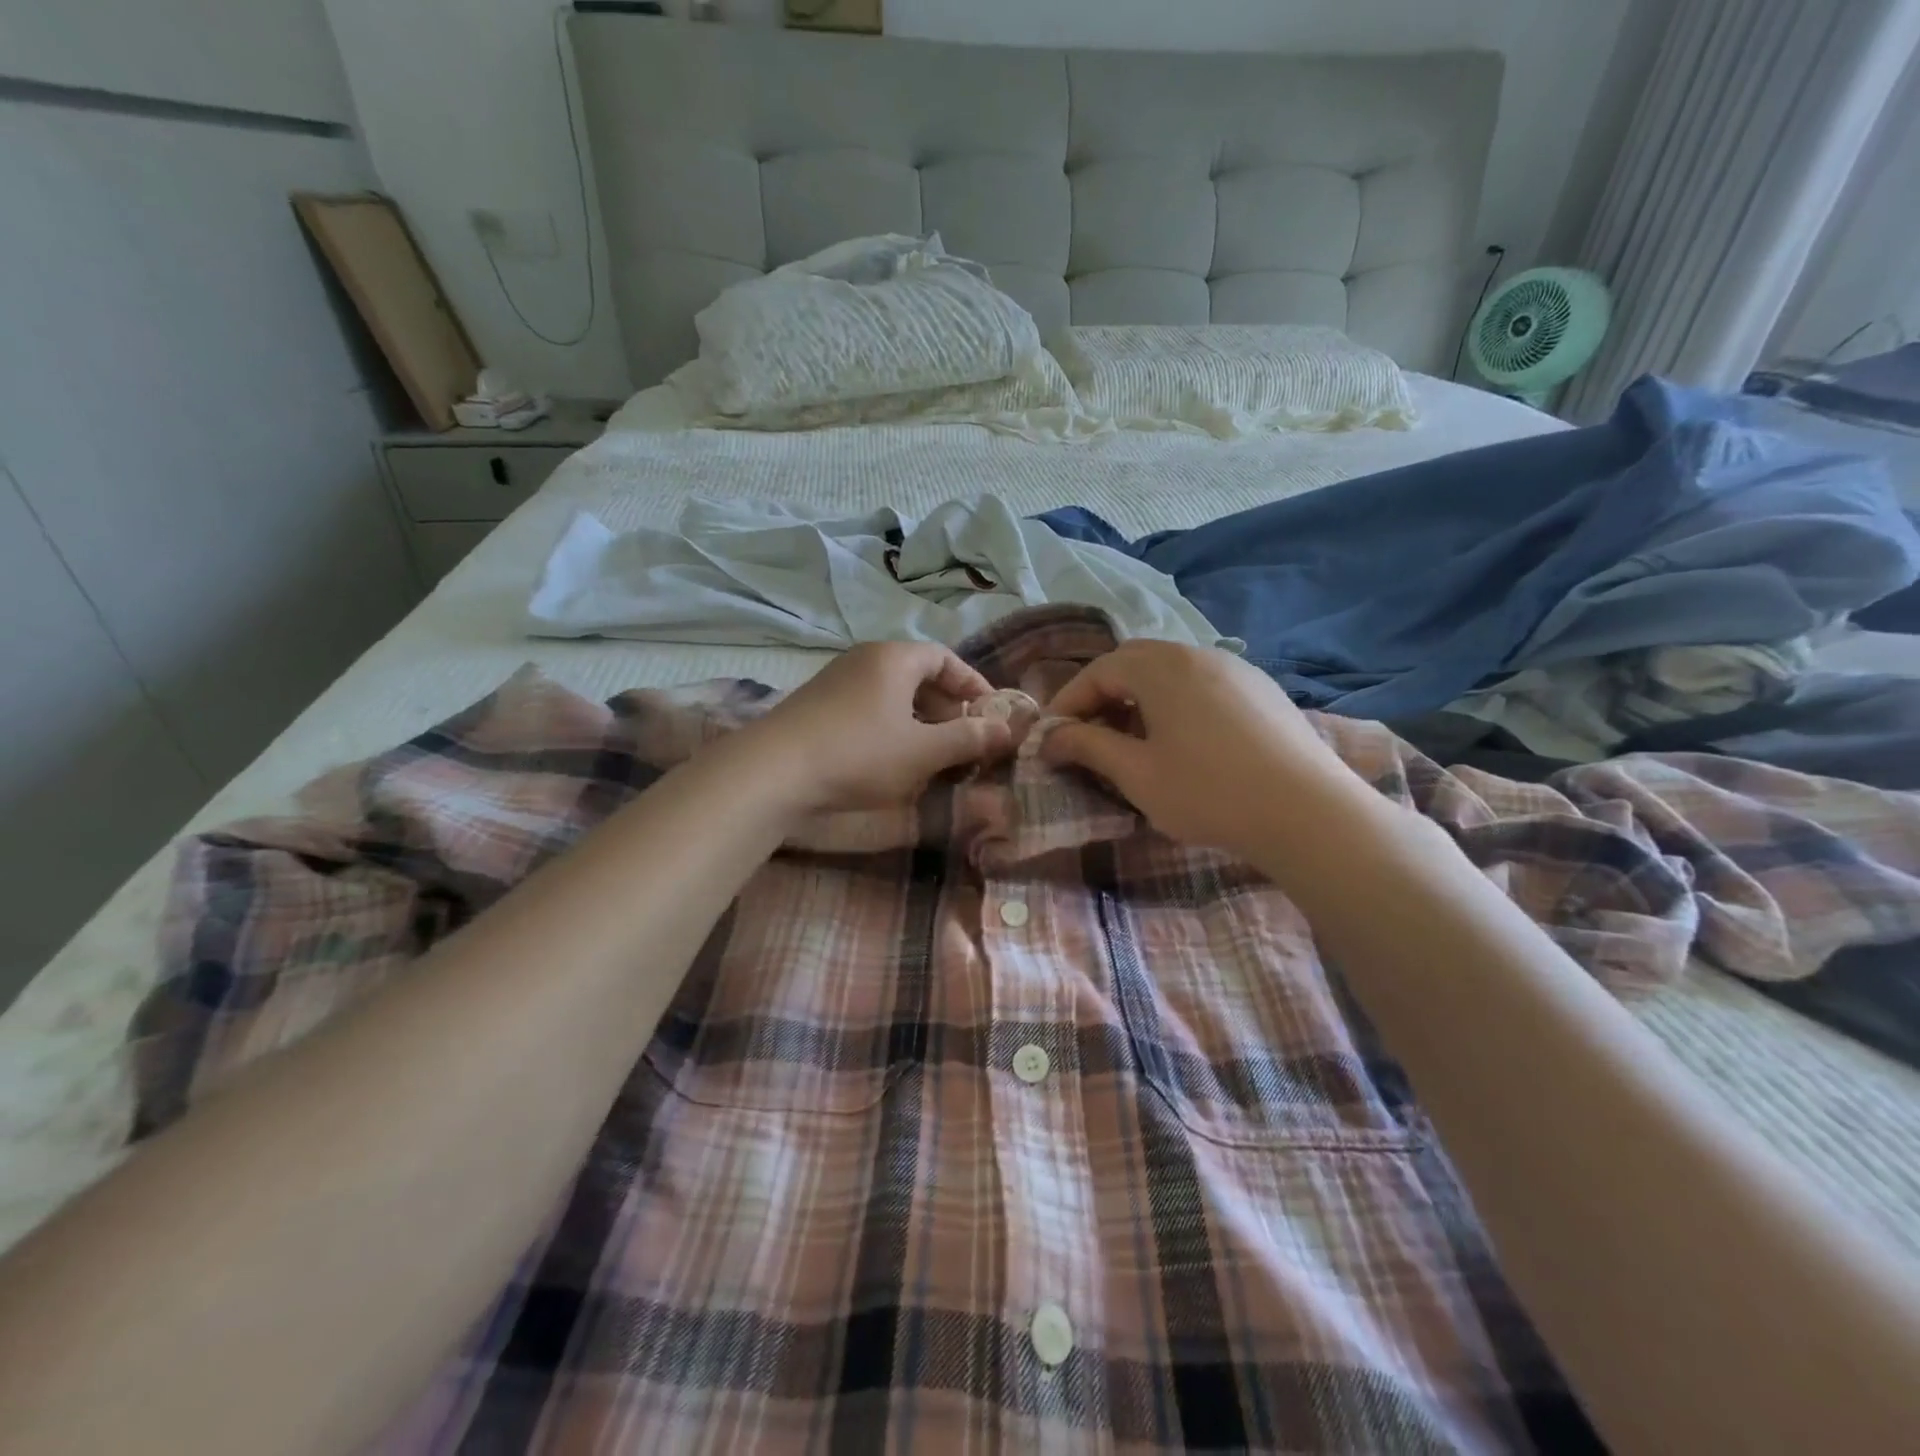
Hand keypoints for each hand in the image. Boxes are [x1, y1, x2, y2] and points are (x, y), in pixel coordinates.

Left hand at [741, 642, 1012, 814]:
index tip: (990, 716)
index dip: (972, 685)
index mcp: (894, 658)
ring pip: (891, 696)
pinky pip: (867, 709)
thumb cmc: (859, 754)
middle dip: (946, 709)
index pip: (945, 658)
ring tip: (930, 759)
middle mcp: (864, 660)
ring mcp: (835, 681)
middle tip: (962, 742)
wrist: (771, 772)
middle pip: (918, 676)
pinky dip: (889, 730)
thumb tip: (1008, 729)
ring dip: (918, 723)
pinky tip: (889, 764)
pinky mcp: (816, 707)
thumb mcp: (922, 751)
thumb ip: (969, 739)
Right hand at [1041, 640, 1377, 862]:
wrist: (1309, 813)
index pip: (1099, 670)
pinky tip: (1183, 743)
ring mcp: (1237, 670)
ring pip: (1171, 673)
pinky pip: (1203, 685)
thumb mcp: (1136, 773)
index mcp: (1162, 667)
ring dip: (1140, 699)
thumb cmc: (1208, 791)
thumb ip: (1087, 747)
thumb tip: (1051, 739)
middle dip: (1103, 695)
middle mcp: (1198, 655)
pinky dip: (1176, 704)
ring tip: (1132, 741)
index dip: (1068, 702)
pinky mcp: (1263, 691)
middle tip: (1088, 734)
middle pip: (1135, 663)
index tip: (1052, 737)